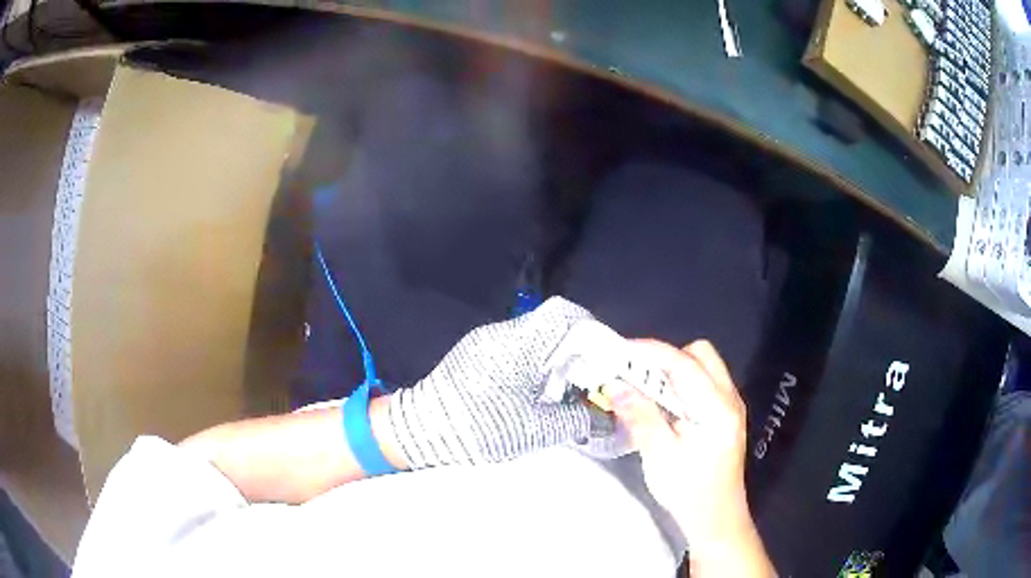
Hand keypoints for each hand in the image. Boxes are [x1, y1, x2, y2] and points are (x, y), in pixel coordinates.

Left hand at [384, 297, 600, 467]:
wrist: (419, 430)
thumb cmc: (479, 426)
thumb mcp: (535, 430)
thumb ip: (577, 420)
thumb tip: (606, 419)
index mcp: (520, 344)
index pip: (565, 315)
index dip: (593, 331)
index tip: (607, 358)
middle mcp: (504, 334)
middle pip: (553, 325)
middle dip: (580, 350)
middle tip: (593, 379)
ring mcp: (487, 342)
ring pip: (537, 338)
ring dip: (559, 360)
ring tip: (571, 390)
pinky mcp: (478, 355)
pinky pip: (520, 351)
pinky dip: (539, 366)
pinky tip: (542, 394)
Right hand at [612, 340, 772, 574]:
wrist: (716, 518)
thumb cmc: (689, 490)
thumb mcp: (659, 455)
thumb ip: (640, 416)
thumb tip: (616, 385)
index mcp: (717, 407)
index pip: (683, 363)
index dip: (650, 352)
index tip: (619, 352)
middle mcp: (729, 398)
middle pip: (700, 355)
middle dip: (667, 358)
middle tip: (637, 377)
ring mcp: (730, 407)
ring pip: (703, 368)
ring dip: (673, 372)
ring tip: (646, 393)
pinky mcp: (725, 417)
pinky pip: (703, 385)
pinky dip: (681, 387)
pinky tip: (663, 409)